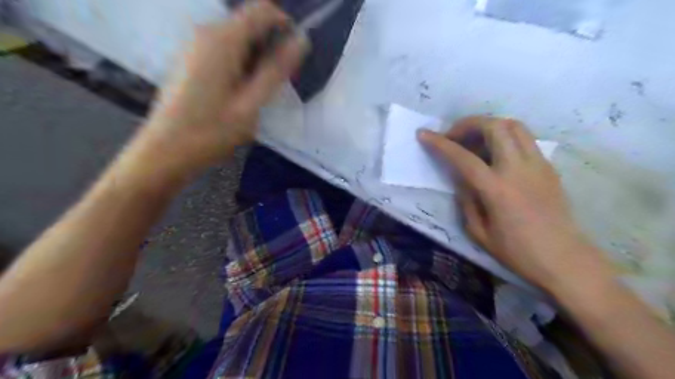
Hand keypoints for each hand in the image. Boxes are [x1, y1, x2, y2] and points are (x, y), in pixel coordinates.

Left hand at [137, 0, 309, 173]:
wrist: (165, 150)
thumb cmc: (212, 131)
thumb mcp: (251, 103)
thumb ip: (276, 70)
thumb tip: (301, 40)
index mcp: (224, 39)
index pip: (263, 9)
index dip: (285, 26)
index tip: (292, 57)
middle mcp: (207, 32)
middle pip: (250, 23)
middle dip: (271, 47)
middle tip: (276, 84)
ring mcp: (195, 45)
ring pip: (239, 38)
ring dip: (256, 58)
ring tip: (258, 93)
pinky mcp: (191, 59)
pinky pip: (225, 50)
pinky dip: (241, 64)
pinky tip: (239, 92)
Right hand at [421, 115, 609, 290]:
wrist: (565, 259)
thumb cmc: (517, 252)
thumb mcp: (478, 232)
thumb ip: (466, 200)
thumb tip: (462, 179)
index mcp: (497, 189)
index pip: (463, 157)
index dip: (440, 143)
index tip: (423, 133)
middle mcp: (518, 169)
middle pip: (494, 127)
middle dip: (468, 124)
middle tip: (454, 136)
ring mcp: (537, 164)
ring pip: (514, 125)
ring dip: (489, 125)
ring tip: (475, 140)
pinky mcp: (548, 167)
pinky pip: (525, 139)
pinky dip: (505, 136)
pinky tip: (496, 153)